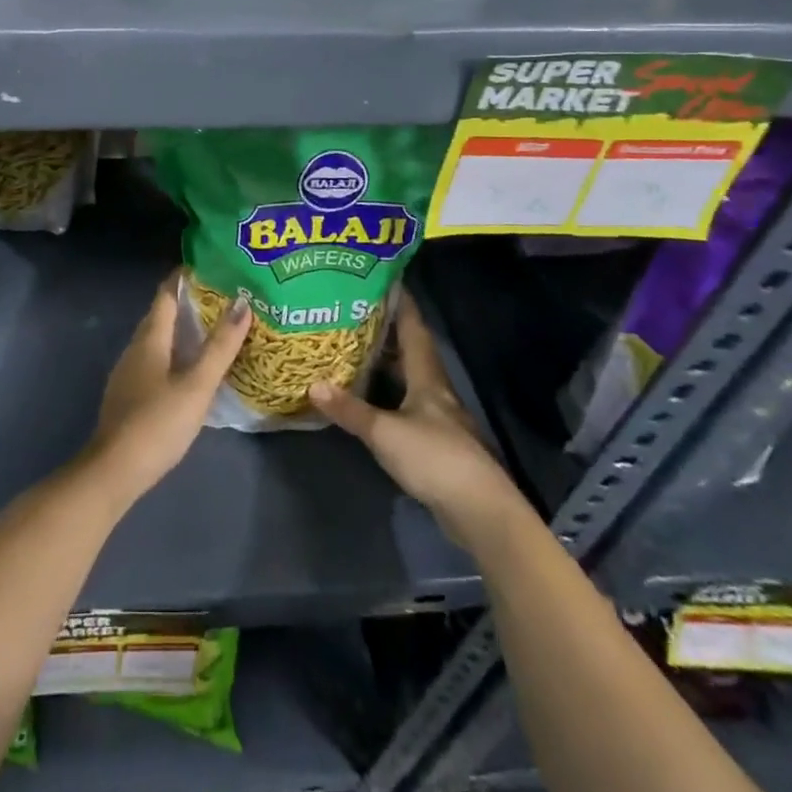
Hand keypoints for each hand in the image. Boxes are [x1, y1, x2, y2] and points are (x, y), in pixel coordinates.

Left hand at [86, 273, 250, 505]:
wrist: (114, 470)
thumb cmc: (158, 422)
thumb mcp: (196, 385)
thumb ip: (220, 347)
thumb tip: (242, 303)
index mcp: (149, 338)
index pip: (166, 294)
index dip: (185, 278)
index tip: (211, 267)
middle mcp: (135, 348)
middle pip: (161, 315)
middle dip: (188, 303)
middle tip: (223, 298)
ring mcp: (128, 372)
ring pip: (158, 340)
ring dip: (182, 331)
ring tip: (213, 331)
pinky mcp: (129, 395)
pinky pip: (155, 361)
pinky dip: (175, 354)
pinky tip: (191, 370)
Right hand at [310, 298, 521, 529]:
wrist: (479, 511)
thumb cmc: (435, 458)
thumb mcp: (384, 432)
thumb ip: (349, 409)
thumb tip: (311, 383)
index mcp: (427, 378)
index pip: (414, 330)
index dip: (402, 304)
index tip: (386, 280)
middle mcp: (434, 391)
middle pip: (411, 352)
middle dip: (387, 332)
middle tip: (355, 313)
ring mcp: (437, 419)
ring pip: (408, 380)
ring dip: (386, 365)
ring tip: (355, 349)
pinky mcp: (435, 444)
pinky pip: (406, 406)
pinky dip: (387, 395)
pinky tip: (369, 398)